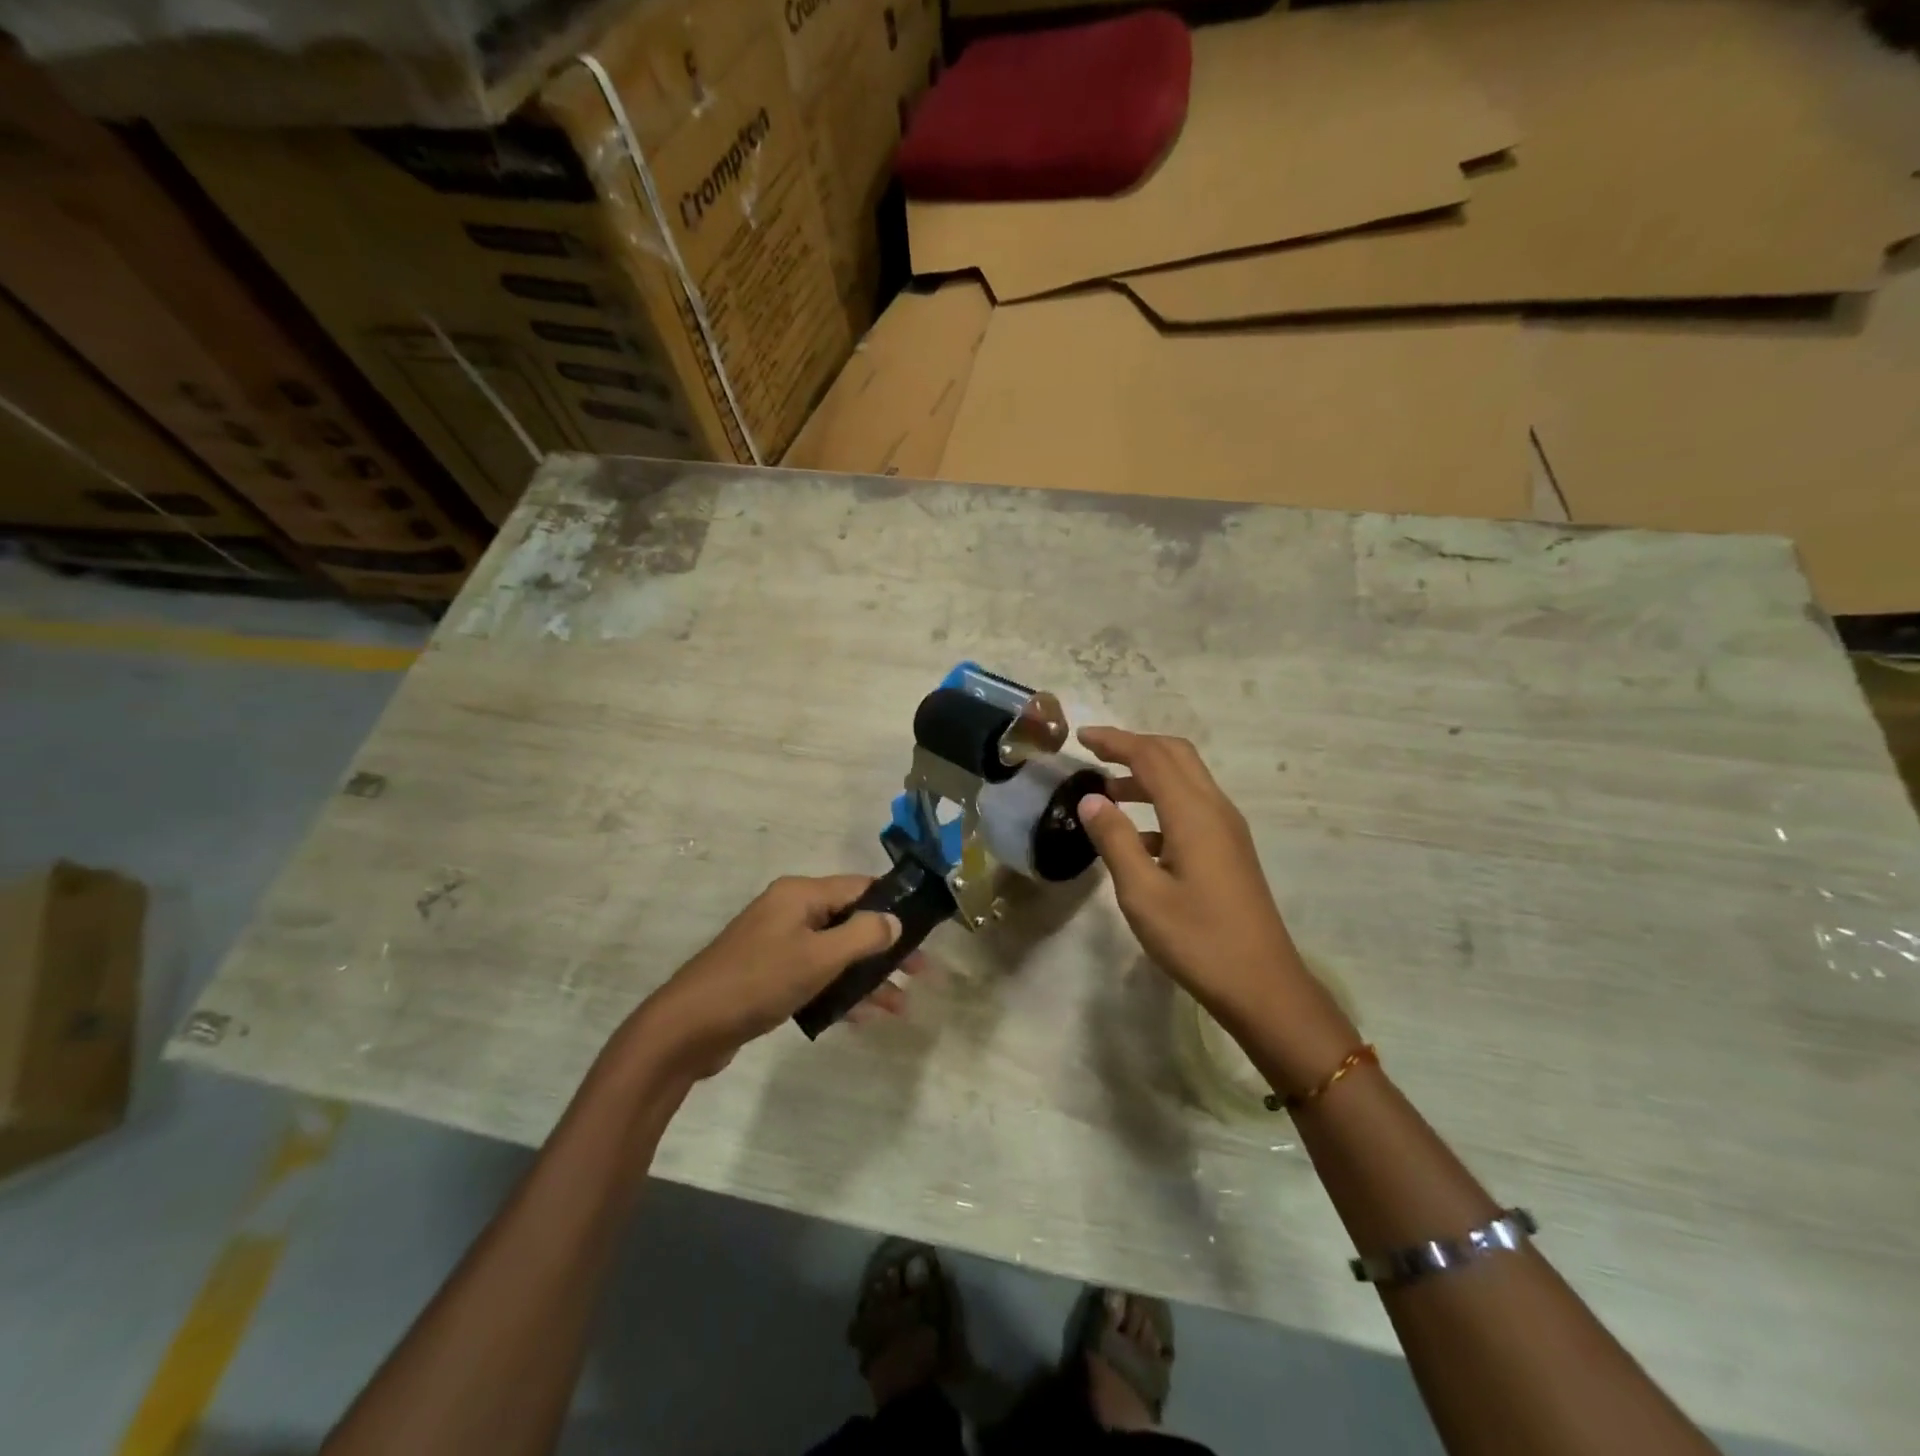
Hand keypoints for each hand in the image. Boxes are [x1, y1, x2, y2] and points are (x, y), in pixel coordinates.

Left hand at [637, 876, 906, 1077]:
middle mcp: (790, 912)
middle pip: (850, 921)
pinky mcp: (768, 975)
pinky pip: (815, 975)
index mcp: (800, 895)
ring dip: (866, 977)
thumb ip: (863, 936)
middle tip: (920, 972)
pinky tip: (863, 1018)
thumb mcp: (818, 957)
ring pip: (835, 953)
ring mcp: (777, 944)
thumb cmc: (758, 982)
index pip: (859, 887)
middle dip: (885, 947)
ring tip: (900, 1007)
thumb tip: (895, 920)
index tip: (925, 929)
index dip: (894, 905)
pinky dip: (839, 991)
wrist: (687, 1028)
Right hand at [1075, 728, 1334, 1054]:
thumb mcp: (1142, 893)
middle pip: (1175, 755)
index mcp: (1193, 813)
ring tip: (1106, 793)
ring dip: (1147, 775)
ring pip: (1186, 779)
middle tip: (1094, 753)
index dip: (1115, 741)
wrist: (1263, 986)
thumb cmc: (1198, 940)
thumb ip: (1115, 840)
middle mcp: (1215, 809)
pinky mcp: (1230, 850)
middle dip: (1134, 747)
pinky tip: (1137, 837)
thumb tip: (1090, 799)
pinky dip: (1161, 803)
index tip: (1080, 737)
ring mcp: (1227, 829)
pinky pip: (1192, 806)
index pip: (1150, 756)